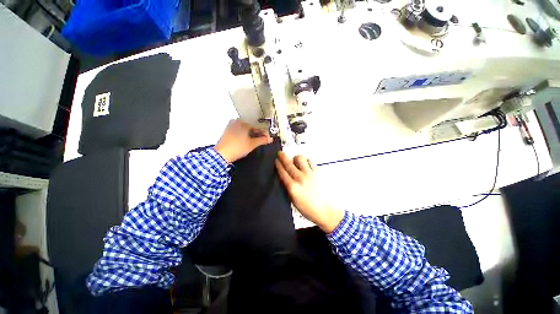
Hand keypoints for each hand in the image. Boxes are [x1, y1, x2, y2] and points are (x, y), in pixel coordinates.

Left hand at [215, 119, 272, 162]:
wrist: (222, 154)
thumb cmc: (237, 148)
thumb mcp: (252, 144)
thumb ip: (262, 140)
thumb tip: (270, 139)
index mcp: (243, 123)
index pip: (258, 127)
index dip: (264, 133)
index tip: (268, 138)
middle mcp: (237, 122)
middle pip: (251, 128)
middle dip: (258, 134)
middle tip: (262, 140)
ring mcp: (231, 126)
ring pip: (245, 129)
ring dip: (251, 134)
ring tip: (255, 141)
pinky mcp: (227, 131)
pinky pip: (239, 131)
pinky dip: (244, 135)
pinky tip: (246, 140)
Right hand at [275, 152, 344, 232]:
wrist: (324, 210)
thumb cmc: (307, 208)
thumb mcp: (293, 200)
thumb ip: (288, 187)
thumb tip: (284, 177)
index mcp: (292, 187)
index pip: (282, 172)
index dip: (278, 164)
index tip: (276, 160)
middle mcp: (300, 178)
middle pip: (289, 163)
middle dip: (282, 157)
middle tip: (280, 153)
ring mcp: (310, 174)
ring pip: (300, 158)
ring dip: (296, 159)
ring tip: (297, 162)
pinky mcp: (318, 172)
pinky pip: (310, 160)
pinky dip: (306, 161)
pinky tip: (306, 165)